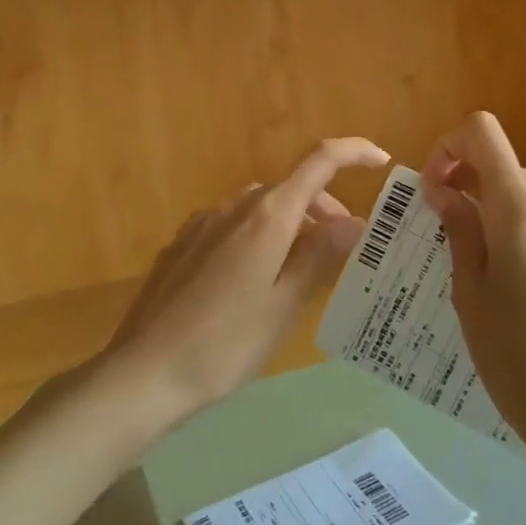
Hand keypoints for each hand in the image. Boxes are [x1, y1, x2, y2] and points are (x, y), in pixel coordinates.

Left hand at [102, 137, 389, 429]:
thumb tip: (355, 222)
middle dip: (324, 208)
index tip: (381, 162)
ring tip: (300, 269)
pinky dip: (258, 235)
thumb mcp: (284, 305)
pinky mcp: (183, 243)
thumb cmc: (224, 344)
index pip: (319, 161)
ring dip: (290, 224)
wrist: (144, 372)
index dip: (353, 152)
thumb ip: (320, 256)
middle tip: (343, 249)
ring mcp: (204, 222)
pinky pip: (233, 225)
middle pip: (291, 189)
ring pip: (261, 207)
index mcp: (268, 216)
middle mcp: (236, 206)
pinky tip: (252, 279)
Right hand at [421, 113, 525, 456]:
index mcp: (519, 210)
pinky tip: (516, 270)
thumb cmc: (513, 357)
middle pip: (502, 162)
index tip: (433, 188)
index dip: (448, 147)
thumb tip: (444, 190)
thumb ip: (459, 228)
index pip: (482, 133)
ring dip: (493, 202)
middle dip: (466, 179)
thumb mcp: (469, 292)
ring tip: (478, 252)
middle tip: (442, 223)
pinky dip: (522, 221)